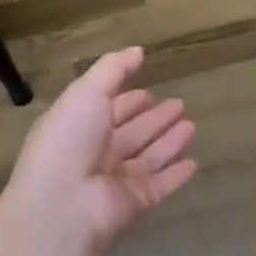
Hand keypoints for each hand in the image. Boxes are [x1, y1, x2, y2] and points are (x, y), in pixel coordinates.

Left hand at [2, 47, 196, 246]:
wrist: (62, 205)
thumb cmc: (69, 140)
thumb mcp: (86, 92)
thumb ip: (113, 69)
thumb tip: (138, 50)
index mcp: (78, 126)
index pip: (108, 109)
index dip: (128, 100)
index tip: (149, 91)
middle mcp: (96, 153)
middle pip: (132, 133)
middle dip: (154, 118)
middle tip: (180, 104)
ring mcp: (115, 181)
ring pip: (149, 157)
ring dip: (169, 142)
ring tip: (192, 125)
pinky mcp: (134, 203)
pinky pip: (160, 185)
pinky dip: (176, 175)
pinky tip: (193, 163)